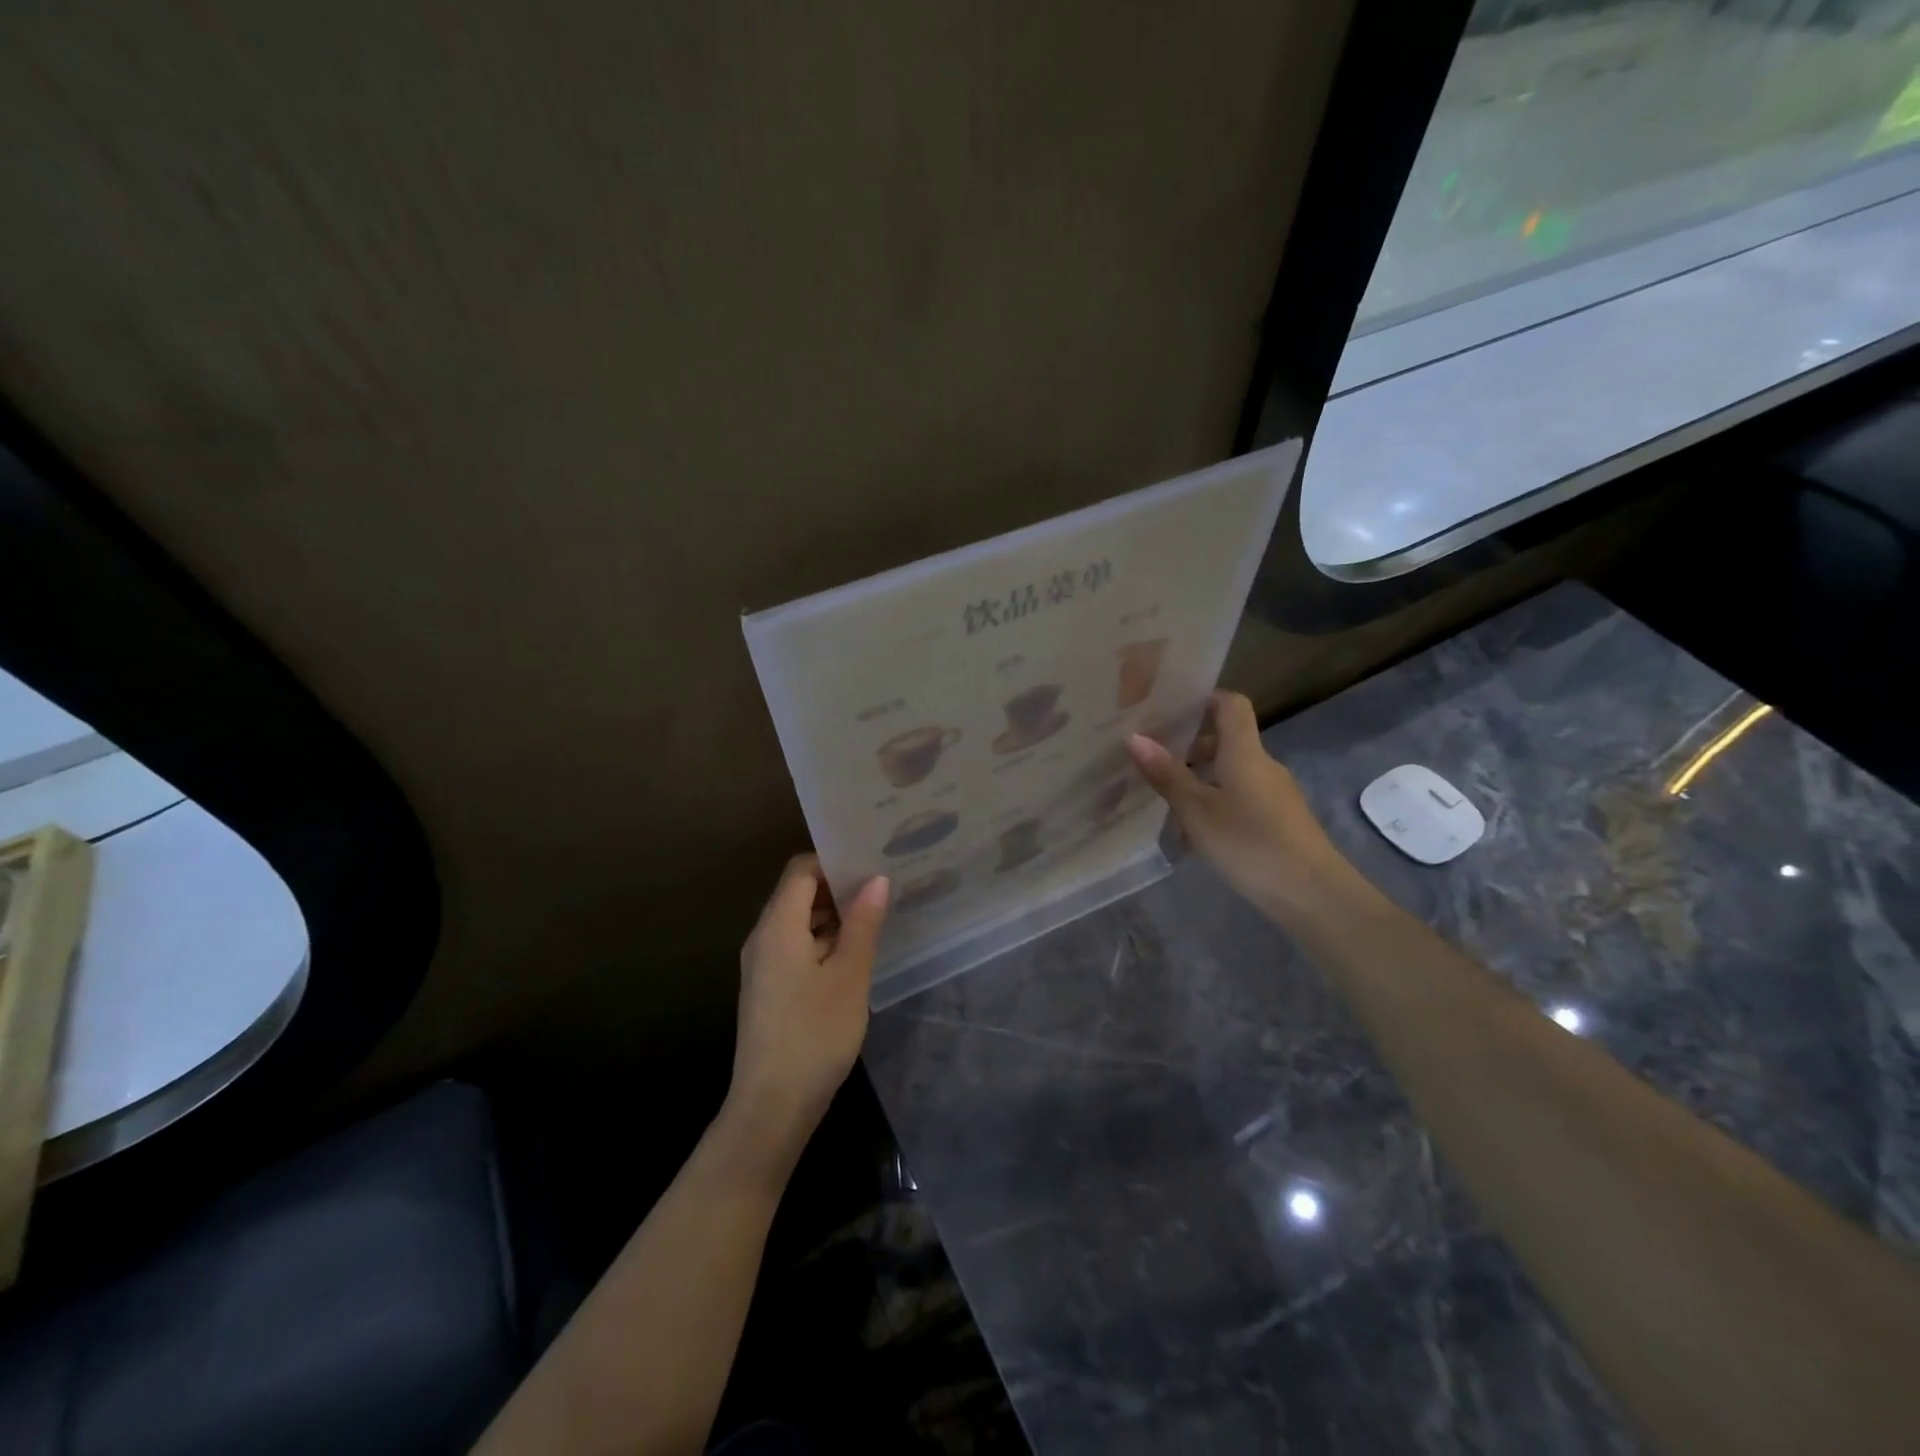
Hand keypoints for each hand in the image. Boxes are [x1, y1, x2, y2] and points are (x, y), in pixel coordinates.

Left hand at [724, 855, 888, 1175]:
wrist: (772, 1106)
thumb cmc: (814, 1035)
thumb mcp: (849, 976)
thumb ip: (862, 923)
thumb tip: (875, 879)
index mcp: (777, 927)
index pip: (801, 870)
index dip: (834, 860)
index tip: (871, 860)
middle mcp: (763, 937)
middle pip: (798, 892)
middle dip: (838, 885)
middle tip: (882, 883)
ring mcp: (763, 964)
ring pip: (798, 920)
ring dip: (833, 914)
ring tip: (876, 912)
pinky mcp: (769, 987)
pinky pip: (796, 945)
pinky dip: (824, 939)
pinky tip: (855, 950)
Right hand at [1127, 690, 1351, 917]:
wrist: (1312, 893)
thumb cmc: (1249, 843)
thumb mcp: (1197, 811)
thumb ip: (1167, 775)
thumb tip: (1134, 737)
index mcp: (1244, 752)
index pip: (1231, 704)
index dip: (1204, 699)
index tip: (1171, 709)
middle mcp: (1263, 764)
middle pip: (1228, 740)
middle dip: (1191, 747)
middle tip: (1154, 760)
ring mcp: (1276, 792)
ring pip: (1233, 771)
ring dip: (1202, 778)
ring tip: (1169, 800)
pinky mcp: (1281, 819)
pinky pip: (1243, 795)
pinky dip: (1218, 800)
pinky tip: (1198, 830)